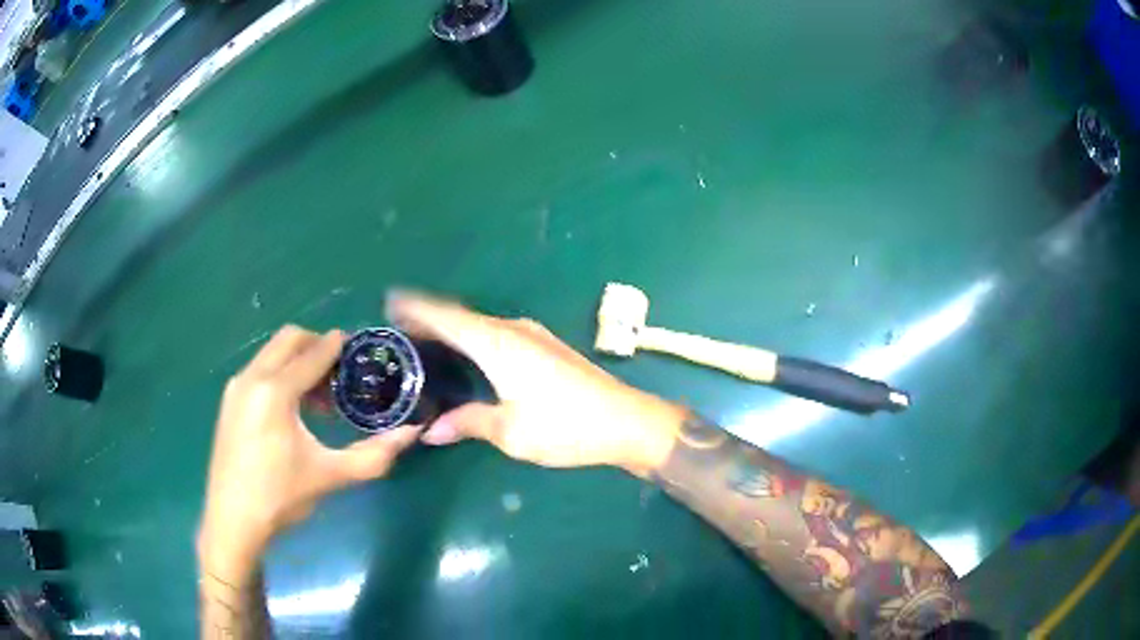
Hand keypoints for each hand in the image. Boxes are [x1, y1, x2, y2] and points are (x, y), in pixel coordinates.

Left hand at [198, 326, 418, 578]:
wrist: (232, 521)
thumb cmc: (280, 498)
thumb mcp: (330, 476)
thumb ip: (374, 455)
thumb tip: (411, 433)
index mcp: (274, 391)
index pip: (312, 353)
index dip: (338, 346)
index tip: (360, 347)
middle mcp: (251, 378)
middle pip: (289, 339)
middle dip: (318, 347)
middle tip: (341, 374)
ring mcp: (236, 388)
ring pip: (272, 353)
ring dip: (298, 362)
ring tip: (321, 399)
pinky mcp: (229, 401)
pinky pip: (260, 370)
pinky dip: (281, 374)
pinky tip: (294, 411)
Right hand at [386, 291, 683, 477]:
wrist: (626, 421)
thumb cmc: (566, 426)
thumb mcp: (511, 432)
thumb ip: (469, 423)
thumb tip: (431, 430)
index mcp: (497, 344)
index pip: (446, 317)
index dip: (416, 309)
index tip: (390, 304)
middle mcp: (512, 330)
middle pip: (461, 317)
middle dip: (429, 320)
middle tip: (399, 331)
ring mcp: (532, 336)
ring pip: (480, 326)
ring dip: (452, 329)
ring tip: (425, 342)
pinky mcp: (545, 348)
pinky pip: (496, 335)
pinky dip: (473, 339)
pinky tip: (468, 356)